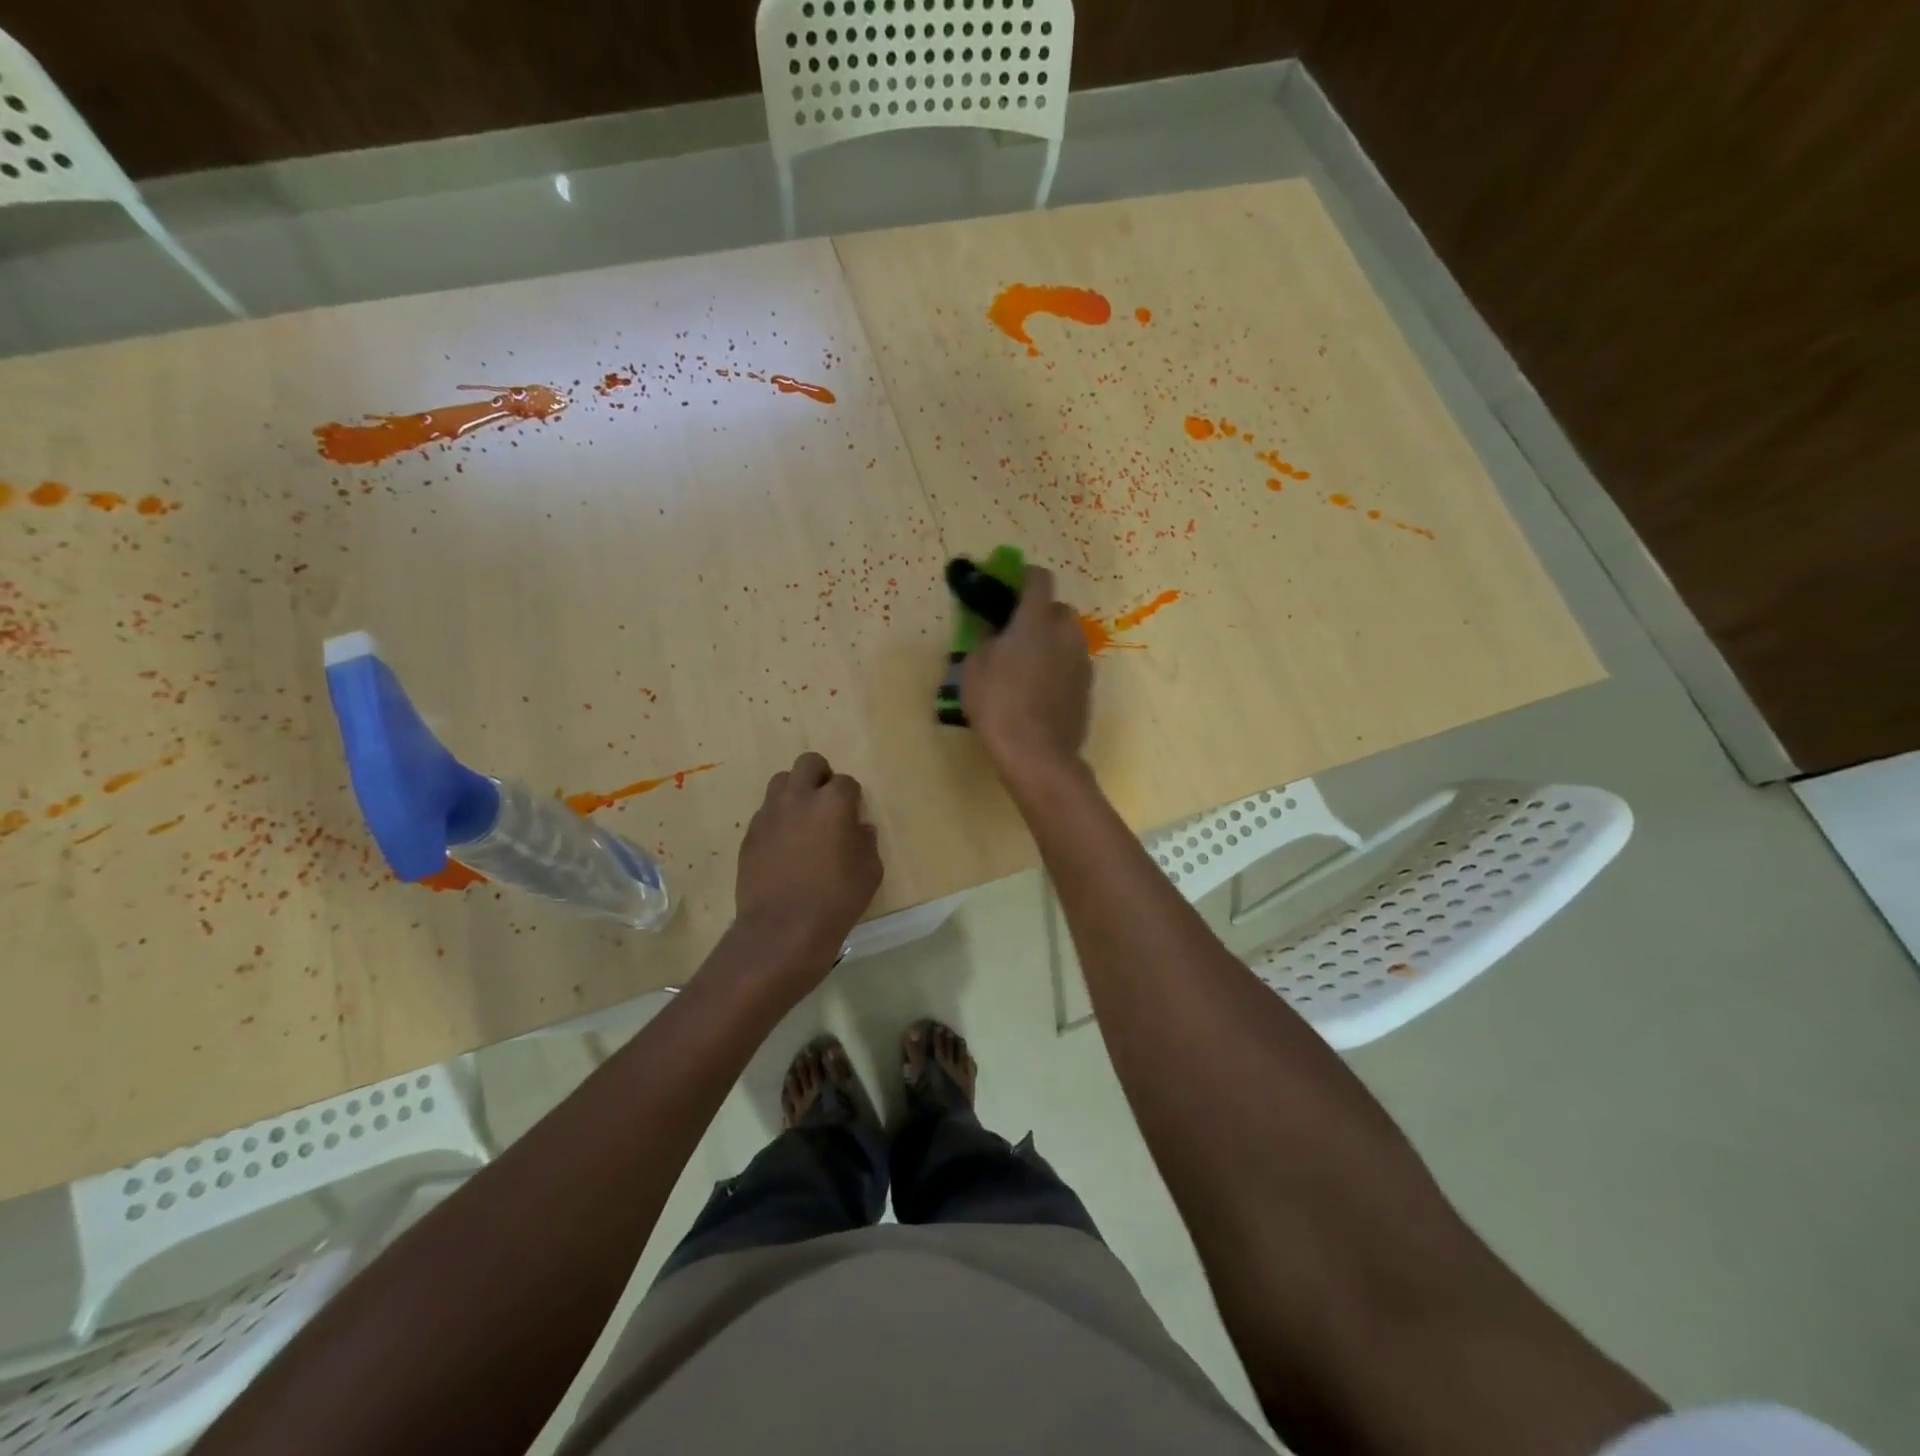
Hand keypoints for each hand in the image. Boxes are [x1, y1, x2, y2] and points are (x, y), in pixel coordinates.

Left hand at [735, 752, 882, 967]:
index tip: (853, 816)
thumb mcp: (870, 872)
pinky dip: (778, 819)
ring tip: (803, 820)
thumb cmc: (836, 899)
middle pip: (809, 764)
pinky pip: (766, 813)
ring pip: (781, 782)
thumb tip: (858, 829)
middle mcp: (799, 798)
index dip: (852, 798)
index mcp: (833, 802)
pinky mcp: (750, 834)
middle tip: (827, 803)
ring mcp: (770, 814)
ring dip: (795, 792)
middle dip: (821, 776)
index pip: (846, 782)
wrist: (783, 928)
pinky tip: (784, 846)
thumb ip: (866, 842)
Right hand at [961, 566, 1091, 780]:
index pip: (1039, 579)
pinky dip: (1059, 667)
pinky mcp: (1088, 687)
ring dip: (1051, 642)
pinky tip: (1040, 691)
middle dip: (1039, 614)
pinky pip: (1072, 664)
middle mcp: (1066, 633)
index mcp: (1036, 620)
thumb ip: (986, 638)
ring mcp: (1081, 661)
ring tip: (1027, 666)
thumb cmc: (998, 705)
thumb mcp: (975, 667)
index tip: (1009, 587)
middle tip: (1015, 634)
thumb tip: (995, 629)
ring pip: (1068, 638)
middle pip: (1058, 609)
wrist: (1036, 754)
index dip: (1024, 578)